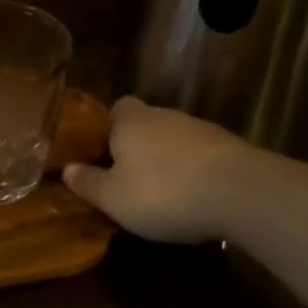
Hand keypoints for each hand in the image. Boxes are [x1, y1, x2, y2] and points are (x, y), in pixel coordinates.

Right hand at [64, 97, 243, 243]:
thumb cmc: (162, 191)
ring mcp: (201, 129)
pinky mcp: (231, 149)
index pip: (116, 108)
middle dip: (138, 147)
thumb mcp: (113, 197)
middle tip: (128, 178)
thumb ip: (88, 183)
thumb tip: (67, 169)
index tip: (103, 152)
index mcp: (131, 121)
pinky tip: (194, 199)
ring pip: (175, 140)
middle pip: (146, 124)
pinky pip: (202, 157)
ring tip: (162, 194)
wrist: (240, 193)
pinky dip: (195, 173)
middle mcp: (165, 116)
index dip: (108, 127)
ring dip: (168, 161)